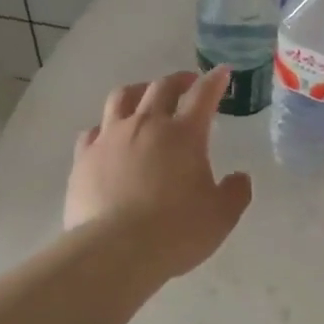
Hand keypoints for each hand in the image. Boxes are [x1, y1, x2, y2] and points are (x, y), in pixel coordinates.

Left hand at [66, 69, 253, 280]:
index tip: (221, 73)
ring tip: (144, 97)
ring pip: (122, 97)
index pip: (203, 95)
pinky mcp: (84, 157)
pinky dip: (106, 127)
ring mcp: (110, 137)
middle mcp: (146, 125)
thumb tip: (239, 177)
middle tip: (187, 84)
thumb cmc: (176, 231)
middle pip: (161, 87)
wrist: (115, 250)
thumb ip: (235, 192)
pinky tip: (108, 137)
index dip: (214, 81)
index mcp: (184, 134)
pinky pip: (94, 130)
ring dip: (138, 91)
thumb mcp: (221, 216)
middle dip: (178, 80)